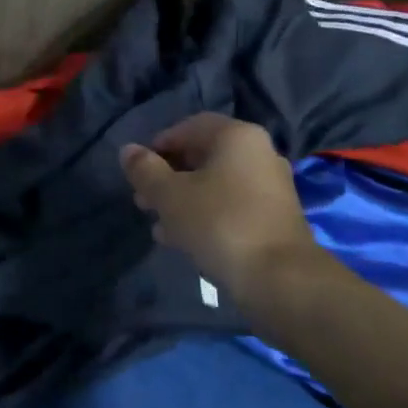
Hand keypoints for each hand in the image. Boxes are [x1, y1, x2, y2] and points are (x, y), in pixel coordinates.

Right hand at [119, 114, 337, 299]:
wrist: (280, 280)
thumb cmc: (219, 223)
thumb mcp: (169, 195)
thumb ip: (144, 170)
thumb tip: (127, 151)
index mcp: (237, 136)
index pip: (189, 127)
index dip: (158, 145)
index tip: (138, 171)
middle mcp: (259, 153)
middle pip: (203, 156)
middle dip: (169, 176)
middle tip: (143, 199)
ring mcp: (271, 187)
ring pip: (216, 184)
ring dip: (184, 199)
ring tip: (157, 223)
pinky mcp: (275, 219)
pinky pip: (231, 207)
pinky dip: (206, 215)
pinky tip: (182, 240)